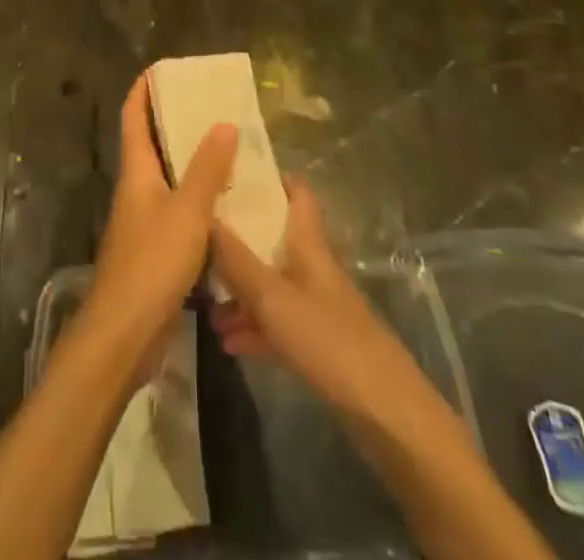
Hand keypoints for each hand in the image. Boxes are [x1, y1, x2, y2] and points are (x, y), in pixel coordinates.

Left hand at [81, 74, 237, 364]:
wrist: (124, 333)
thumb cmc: (152, 262)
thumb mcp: (187, 211)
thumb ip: (207, 168)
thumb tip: (223, 123)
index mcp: (136, 172)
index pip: (133, 117)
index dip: (143, 90)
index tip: (163, 69)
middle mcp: (136, 190)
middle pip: (152, 145)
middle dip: (176, 123)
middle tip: (211, 107)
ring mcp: (144, 222)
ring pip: (169, 180)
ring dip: (192, 163)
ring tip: (228, 149)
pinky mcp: (155, 251)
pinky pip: (179, 211)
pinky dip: (200, 200)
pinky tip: (227, 205)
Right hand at [210, 177, 432, 418]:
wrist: (385, 413)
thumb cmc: (329, 341)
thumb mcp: (273, 298)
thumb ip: (236, 259)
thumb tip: (200, 214)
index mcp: (308, 245)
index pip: (295, 194)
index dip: (269, 177)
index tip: (232, 170)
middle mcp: (311, 268)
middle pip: (273, 240)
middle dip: (238, 239)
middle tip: (198, 238)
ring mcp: (315, 307)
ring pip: (270, 285)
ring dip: (239, 291)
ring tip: (202, 302)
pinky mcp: (317, 344)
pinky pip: (276, 324)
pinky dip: (252, 327)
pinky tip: (227, 341)